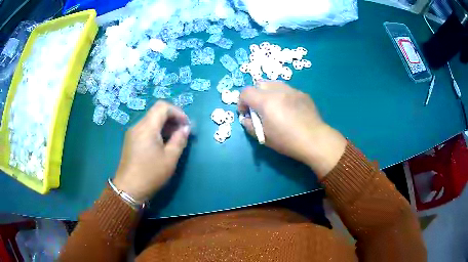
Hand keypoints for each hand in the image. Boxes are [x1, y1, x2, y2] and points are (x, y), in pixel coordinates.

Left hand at [113, 101, 189, 202]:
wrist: (129, 189)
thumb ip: (179, 140)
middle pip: (156, 112)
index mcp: (147, 127)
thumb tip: (185, 128)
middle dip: (172, 118)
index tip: (186, 125)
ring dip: (165, 125)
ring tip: (174, 139)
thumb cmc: (151, 174)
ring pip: (151, 120)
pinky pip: (146, 128)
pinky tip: (162, 144)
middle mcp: (138, 125)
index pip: (163, 107)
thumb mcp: (170, 158)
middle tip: (182, 132)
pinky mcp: (131, 140)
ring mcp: (132, 132)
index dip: (177, 112)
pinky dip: (157, 131)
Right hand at [238, 81, 346, 177]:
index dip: (241, 102)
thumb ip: (250, 125)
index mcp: (265, 101)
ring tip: (274, 107)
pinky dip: (283, 96)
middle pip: (259, 84)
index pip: (245, 92)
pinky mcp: (302, 93)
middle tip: (259, 109)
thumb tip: (246, 118)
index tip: (246, 113)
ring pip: (274, 84)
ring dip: (268, 93)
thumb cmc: (287, 141)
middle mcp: (278, 90)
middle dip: (255, 95)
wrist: (314, 140)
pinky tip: (289, 109)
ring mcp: (292, 90)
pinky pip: (287, 90)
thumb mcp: (264, 137)